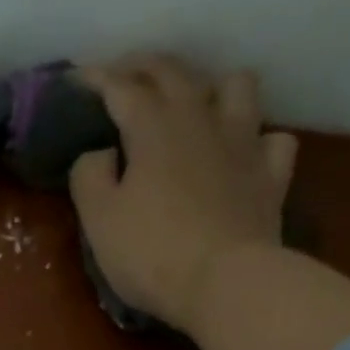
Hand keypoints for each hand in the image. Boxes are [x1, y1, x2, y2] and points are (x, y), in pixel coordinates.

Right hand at [68, 54, 298, 338]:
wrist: (225, 282)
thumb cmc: (151, 253)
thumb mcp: (99, 221)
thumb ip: (89, 177)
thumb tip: (100, 153)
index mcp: (154, 127)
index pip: (121, 87)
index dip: (97, 79)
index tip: (77, 78)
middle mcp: (202, 119)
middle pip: (175, 73)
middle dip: (144, 67)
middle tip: (124, 74)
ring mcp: (244, 143)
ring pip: (236, 86)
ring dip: (212, 87)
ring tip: (195, 105)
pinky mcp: (270, 175)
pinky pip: (272, 139)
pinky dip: (256, 140)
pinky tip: (243, 153)